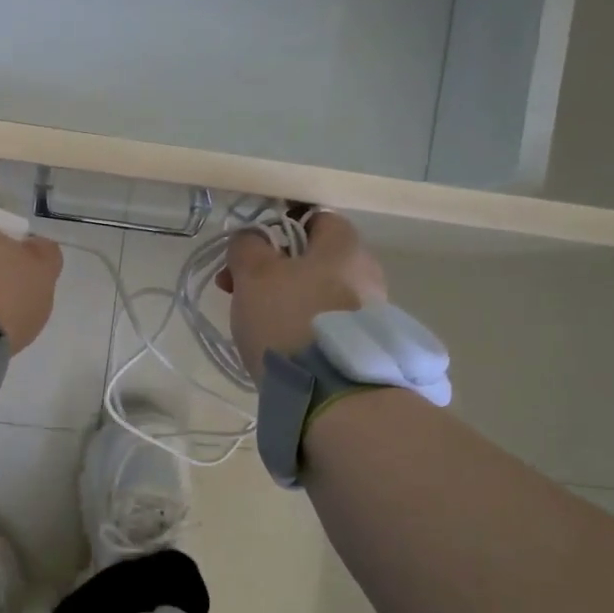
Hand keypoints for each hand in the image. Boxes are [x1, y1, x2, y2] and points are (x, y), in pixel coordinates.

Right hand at [216, 211, 386, 372]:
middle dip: (276, 272)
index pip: (315, 219)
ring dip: (289, 302)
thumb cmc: (289, 318)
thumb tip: (250, 238)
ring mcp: (371, 312)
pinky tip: (284, 348)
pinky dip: (304, 329)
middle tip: (243, 294)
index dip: (279, 231)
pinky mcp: (365, 346)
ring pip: (319, 294)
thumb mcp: (254, 274)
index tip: (251, 255)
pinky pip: (327, 325)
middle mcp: (367, 272)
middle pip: (314, 260)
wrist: (330, 392)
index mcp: (345, 245)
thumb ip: (247, 246)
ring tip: (258, 327)